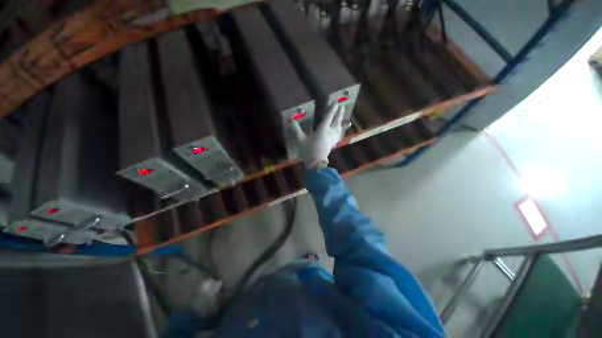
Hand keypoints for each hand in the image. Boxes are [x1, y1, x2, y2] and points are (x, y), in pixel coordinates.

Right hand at [290, 103, 346, 168]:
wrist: (316, 163)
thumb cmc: (308, 151)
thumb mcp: (300, 140)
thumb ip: (296, 130)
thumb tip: (291, 120)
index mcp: (322, 130)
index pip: (328, 117)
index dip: (332, 109)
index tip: (336, 102)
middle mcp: (330, 132)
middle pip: (336, 121)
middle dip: (340, 113)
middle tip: (343, 106)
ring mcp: (332, 139)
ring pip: (339, 128)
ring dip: (342, 121)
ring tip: (345, 118)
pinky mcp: (333, 144)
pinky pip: (339, 135)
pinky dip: (341, 131)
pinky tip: (341, 131)